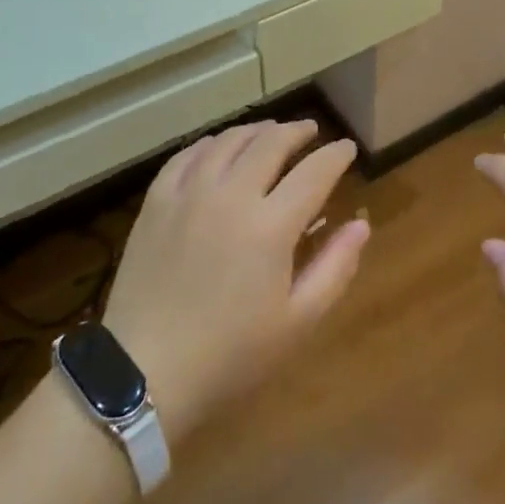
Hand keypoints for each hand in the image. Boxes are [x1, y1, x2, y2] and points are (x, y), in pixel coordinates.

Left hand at [101, 119, 368, 441]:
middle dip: (297, 132)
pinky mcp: (156, 202)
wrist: (144, 372)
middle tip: (311, 131)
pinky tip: (218, 146)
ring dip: (256, 131)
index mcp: (271, 226)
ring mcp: (188, 194)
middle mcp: (231, 195)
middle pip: (270, 144)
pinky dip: (210, 144)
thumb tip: (360, 224)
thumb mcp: (298, 321)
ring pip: (228, 141)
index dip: (335, 155)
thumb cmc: (231, 355)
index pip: (314, 172)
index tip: (347, 148)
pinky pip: (186, 156)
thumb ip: (335, 267)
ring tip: (270, 132)